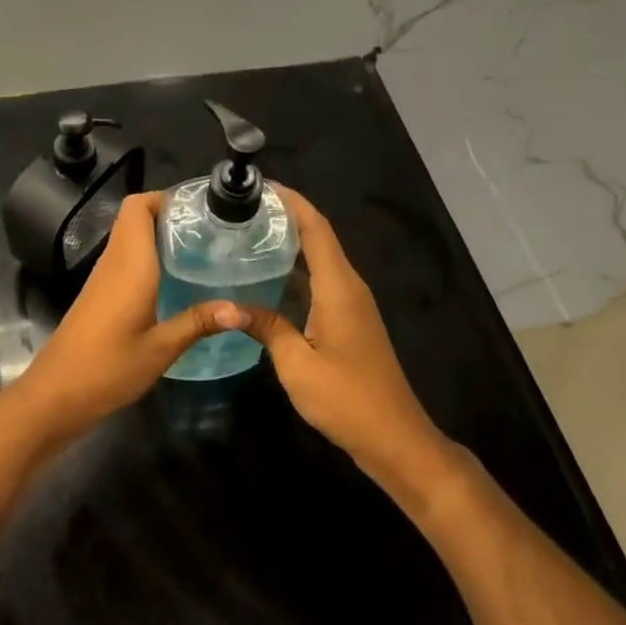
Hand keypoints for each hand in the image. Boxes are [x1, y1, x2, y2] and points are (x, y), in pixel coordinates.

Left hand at [10, 193, 241, 445]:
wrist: (56, 394)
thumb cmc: (108, 367)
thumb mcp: (161, 348)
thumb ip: (198, 322)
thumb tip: (241, 310)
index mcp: (130, 263)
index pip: (138, 206)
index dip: (167, 197)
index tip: (201, 209)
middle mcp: (114, 260)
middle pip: (136, 216)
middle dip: (170, 214)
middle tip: (209, 230)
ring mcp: (103, 276)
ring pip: (130, 237)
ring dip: (160, 235)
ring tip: (202, 249)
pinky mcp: (100, 293)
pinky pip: (126, 258)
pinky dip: (150, 256)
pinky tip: (176, 279)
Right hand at [238, 187, 451, 495]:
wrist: (395, 439)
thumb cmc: (347, 399)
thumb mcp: (296, 363)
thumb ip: (266, 326)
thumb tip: (230, 305)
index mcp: (339, 286)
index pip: (316, 227)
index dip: (291, 200)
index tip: (259, 185)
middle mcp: (348, 286)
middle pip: (318, 236)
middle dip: (284, 216)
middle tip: (241, 210)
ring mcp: (351, 304)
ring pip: (319, 259)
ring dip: (289, 243)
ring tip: (247, 236)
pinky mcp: (349, 322)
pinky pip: (319, 282)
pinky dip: (294, 272)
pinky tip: (266, 280)